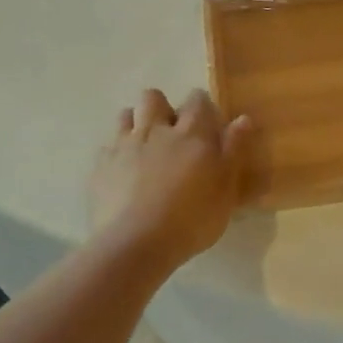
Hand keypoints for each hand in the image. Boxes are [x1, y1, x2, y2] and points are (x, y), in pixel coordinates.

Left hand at [89, 89, 252, 268]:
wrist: (135, 244)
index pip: (197, 100)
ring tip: (146, 148)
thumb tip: (242, 118)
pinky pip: (107, 147)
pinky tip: (124, 174)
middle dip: (163, 107)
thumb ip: (233, 151)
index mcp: (191, 134)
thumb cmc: (191, 220)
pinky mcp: (101, 167)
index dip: (202, 106)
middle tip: (173, 133)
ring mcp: (124, 147)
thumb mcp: (225, 190)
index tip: (208, 123)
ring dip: (137, 124)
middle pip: (153, 98)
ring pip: (126, 115)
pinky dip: (117, 153)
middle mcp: (155, 131)